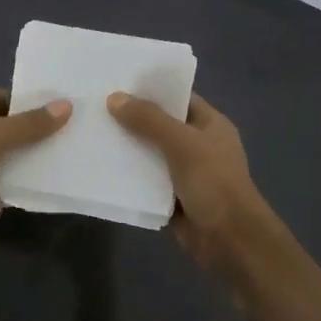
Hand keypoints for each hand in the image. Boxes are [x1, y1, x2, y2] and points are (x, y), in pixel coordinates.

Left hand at [0, 88, 69, 259]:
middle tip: (67, 138)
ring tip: (60, 164)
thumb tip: (66, 105)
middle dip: (30, 136)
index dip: (27, 102)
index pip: (0, 98)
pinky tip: (37, 193)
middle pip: (2, 131)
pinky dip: (10, 191)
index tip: (58, 109)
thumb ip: (30, 125)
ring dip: (22, 166)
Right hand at [107, 92, 268, 273]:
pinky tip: (100, 167)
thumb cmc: (213, 182)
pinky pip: (146, 181)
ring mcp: (185, 173)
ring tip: (91, 133)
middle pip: (160, 125)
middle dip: (132, 118)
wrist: (229, 239)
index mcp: (210, 124)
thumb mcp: (182, 143)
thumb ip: (149, 119)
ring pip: (150, 154)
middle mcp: (198, 145)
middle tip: (95, 107)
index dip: (151, 89)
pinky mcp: (172, 198)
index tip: (117, 81)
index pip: (178, 98)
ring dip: (127, 148)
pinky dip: (128, 176)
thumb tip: (114, 98)